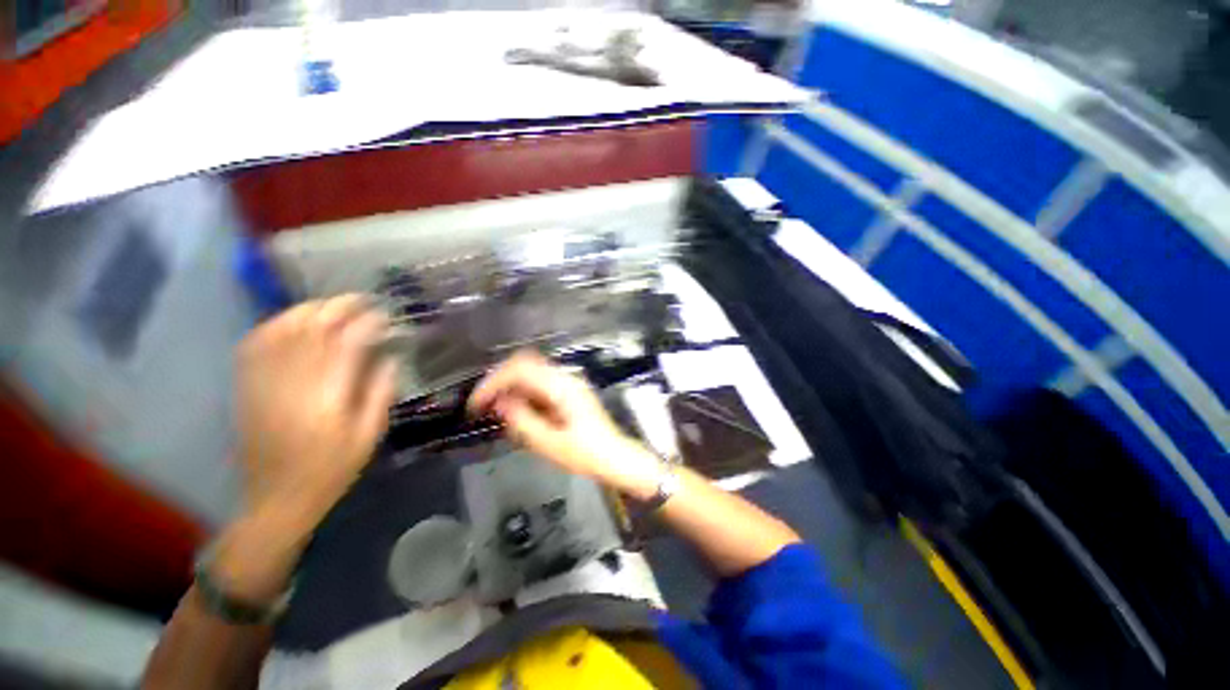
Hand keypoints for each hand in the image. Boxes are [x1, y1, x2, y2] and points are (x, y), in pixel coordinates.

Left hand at [235, 294, 397, 526]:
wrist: (276, 498)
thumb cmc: (331, 468)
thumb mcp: (369, 435)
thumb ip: (380, 392)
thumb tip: (390, 357)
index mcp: (328, 396)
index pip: (347, 343)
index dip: (367, 323)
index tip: (385, 315)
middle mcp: (293, 382)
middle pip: (313, 328)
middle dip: (340, 307)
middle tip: (364, 300)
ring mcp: (265, 382)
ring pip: (283, 329)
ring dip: (310, 310)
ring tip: (333, 305)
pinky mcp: (248, 387)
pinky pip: (256, 344)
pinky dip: (275, 324)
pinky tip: (293, 320)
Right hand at [468, 351, 661, 497]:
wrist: (616, 457)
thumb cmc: (586, 454)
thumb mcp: (549, 443)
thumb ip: (522, 420)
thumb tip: (500, 403)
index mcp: (561, 387)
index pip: (520, 369)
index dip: (494, 382)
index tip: (477, 403)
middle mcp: (566, 377)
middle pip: (525, 363)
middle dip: (500, 380)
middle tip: (483, 404)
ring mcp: (570, 382)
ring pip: (532, 371)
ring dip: (511, 386)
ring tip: (495, 408)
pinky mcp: (570, 391)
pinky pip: (540, 383)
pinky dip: (524, 392)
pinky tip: (517, 410)